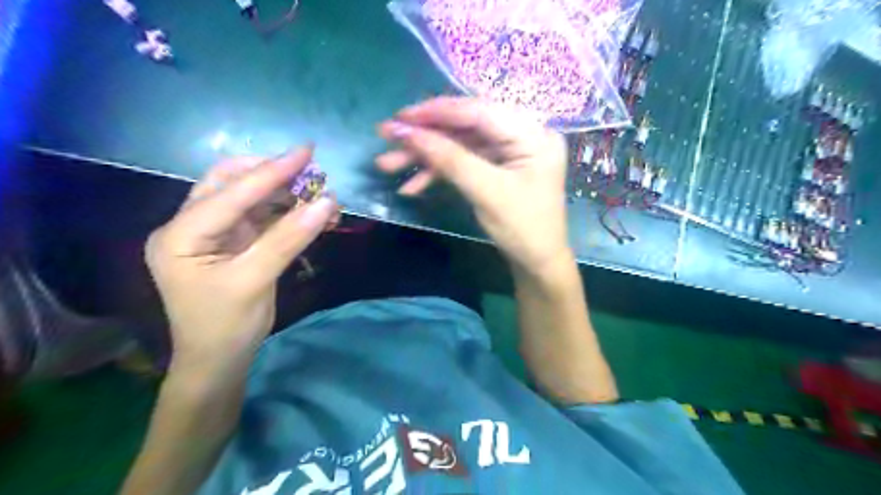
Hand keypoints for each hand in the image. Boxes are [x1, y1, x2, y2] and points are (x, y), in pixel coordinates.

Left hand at [145, 148, 337, 369]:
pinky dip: (287, 213)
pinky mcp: (233, 244)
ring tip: (319, 193)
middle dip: (272, 174)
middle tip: (310, 169)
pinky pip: (262, 219)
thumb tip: (328, 203)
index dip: (271, 172)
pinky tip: (312, 214)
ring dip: (284, 194)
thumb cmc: (226, 325)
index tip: (307, 151)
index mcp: (180, 234)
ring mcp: (213, 234)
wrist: (219, 360)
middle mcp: (191, 226)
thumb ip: (289, 238)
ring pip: (249, 199)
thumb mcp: (256, 280)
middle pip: (230, 184)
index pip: (230, 193)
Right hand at [372, 96, 566, 270]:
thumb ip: (449, 159)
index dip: (437, 112)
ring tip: (388, 166)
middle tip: (386, 137)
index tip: (400, 117)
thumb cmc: (522, 229)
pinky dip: (438, 172)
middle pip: (465, 126)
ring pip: (460, 144)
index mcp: (533, 134)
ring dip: (425, 157)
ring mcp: (509, 151)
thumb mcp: (486, 193)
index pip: (479, 111)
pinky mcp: (497, 167)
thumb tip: (406, 132)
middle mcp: (523, 135)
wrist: (537, 264)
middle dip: (425, 136)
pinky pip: (464, 161)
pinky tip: (412, 185)